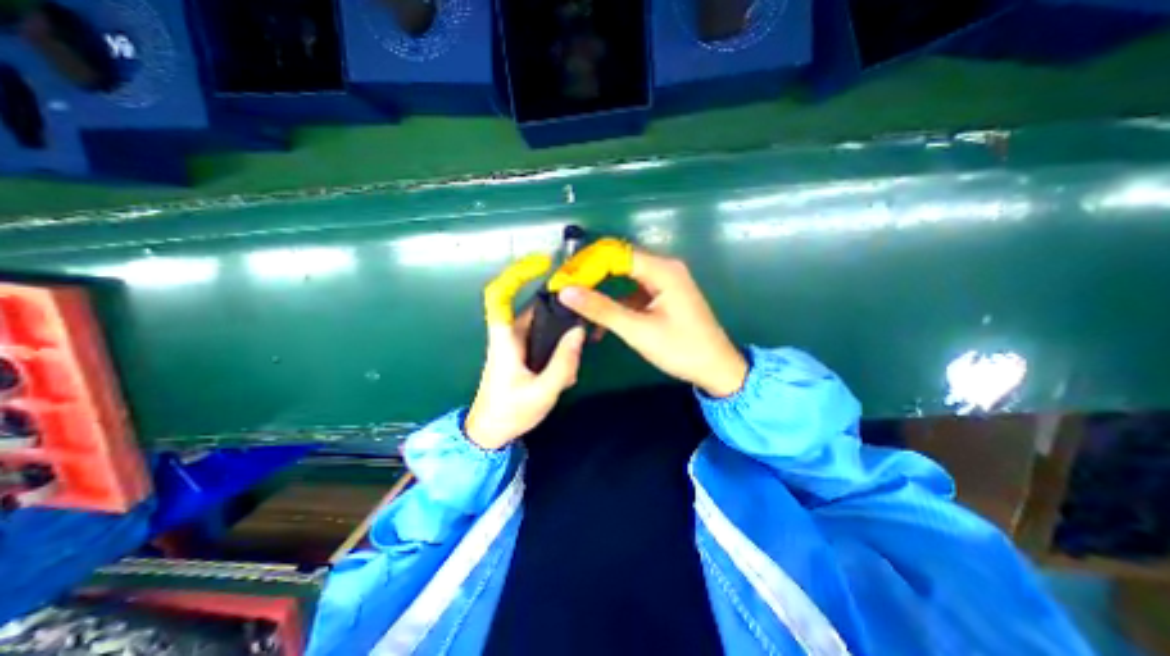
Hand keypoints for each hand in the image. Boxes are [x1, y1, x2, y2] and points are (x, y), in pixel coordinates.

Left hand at [464, 255, 584, 450]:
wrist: (489, 433)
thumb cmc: (510, 413)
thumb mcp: (542, 392)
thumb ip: (563, 362)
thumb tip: (579, 331)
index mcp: (505, 338)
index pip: (501, 296)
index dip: (517, 274)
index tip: (542, 263)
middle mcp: (508, 335)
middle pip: (536, 309)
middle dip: (561, 317)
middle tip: (581, 335)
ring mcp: (515, 344)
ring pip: (544, 326)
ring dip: (561, 339)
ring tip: (573, 362)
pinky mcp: (522, 353)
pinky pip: (544, 340)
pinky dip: (559, 349)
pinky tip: (567, 369)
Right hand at [555, 248, 739, 397]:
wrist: (716, 369)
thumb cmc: (681, 349)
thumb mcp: (638, 330)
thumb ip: (601, 309)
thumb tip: (566, 291)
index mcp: (663, 269)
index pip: (616, 254)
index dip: (587, 264)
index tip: (563, 279)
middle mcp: (664, 268)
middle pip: (619, 262)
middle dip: (591, 276)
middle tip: (565, 291)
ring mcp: (664, 282)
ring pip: (624, 278)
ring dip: (602, 292)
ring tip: (577, 307)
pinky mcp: (662, 296)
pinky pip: (633, 292)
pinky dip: (616, 304)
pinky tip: (600, 324)